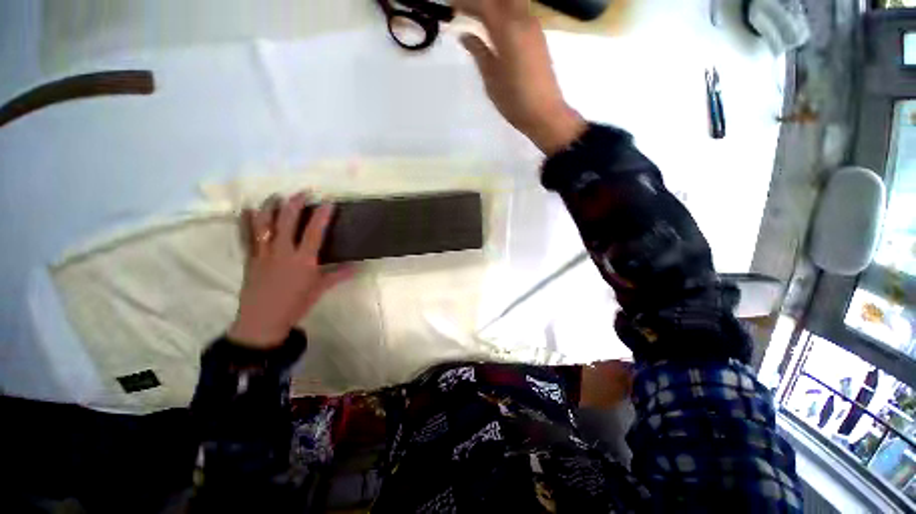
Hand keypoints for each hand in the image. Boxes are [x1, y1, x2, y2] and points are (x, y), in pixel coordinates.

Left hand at [228, 193, 355, 348]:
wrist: (263, 321)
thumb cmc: (296, 304)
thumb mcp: (320, 289)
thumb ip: (338, 275)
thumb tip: (357, 267)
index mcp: (303, 260)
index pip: (314, 231)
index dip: (322, 215)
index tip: (328, 201)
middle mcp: (282, 252)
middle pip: (287, 221)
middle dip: (295, 203)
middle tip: (303, 192)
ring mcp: (263, 253)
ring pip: (264, 224)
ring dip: (270, 207)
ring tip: (276, 196)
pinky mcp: (250, 258)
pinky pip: (246, 236)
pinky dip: (246, 222)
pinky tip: (248, 210)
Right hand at [455, 0, 585, 155]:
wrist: (545, 113)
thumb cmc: (515, 101)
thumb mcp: (491, 79)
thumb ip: (479, 52)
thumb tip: (466, 35)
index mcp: (508, 30)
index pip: (484, 4)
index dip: (466, 2)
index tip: (451, 6)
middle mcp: (523, 20)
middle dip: (482, 1)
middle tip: (465, 9)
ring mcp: (534, 27)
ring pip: (513, 2)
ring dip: (494, 5)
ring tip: (477, 15)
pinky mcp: (539, 38)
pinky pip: (520, 13)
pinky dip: (505, 13)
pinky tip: (495, 25)